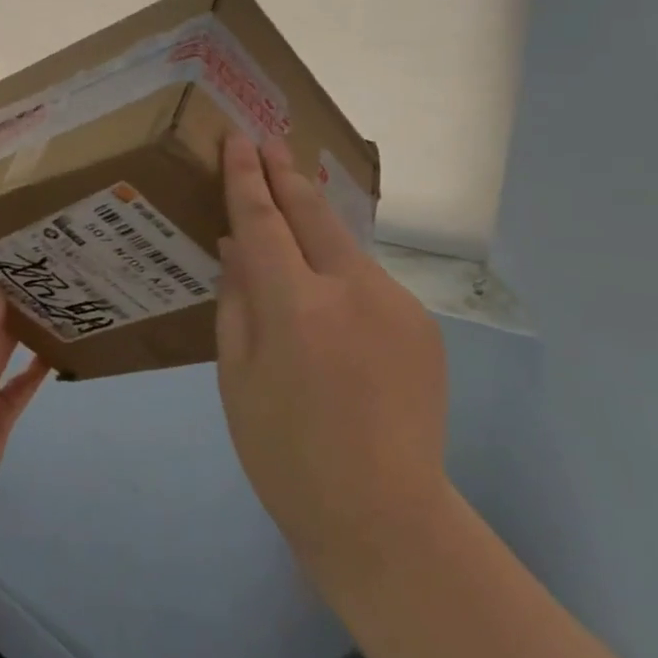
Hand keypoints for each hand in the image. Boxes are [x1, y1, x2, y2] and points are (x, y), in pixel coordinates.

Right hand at [215, 134, 449, 587]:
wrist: (385, 518)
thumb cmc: (287, 455)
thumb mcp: (237, 378)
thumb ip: (237, 301)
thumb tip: (236, 246)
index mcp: (297, 308)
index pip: (264, 221)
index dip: (247, 178)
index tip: (239, 140)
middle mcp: (353, 291)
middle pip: (313, 213)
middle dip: (286, 174)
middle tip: (269, 142)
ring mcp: (396, 305)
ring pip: (344, 246)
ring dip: (315, 222)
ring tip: (292, 204)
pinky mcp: (421, 324)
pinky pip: (367, 281)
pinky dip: (339, 270)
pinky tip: (328, 290)